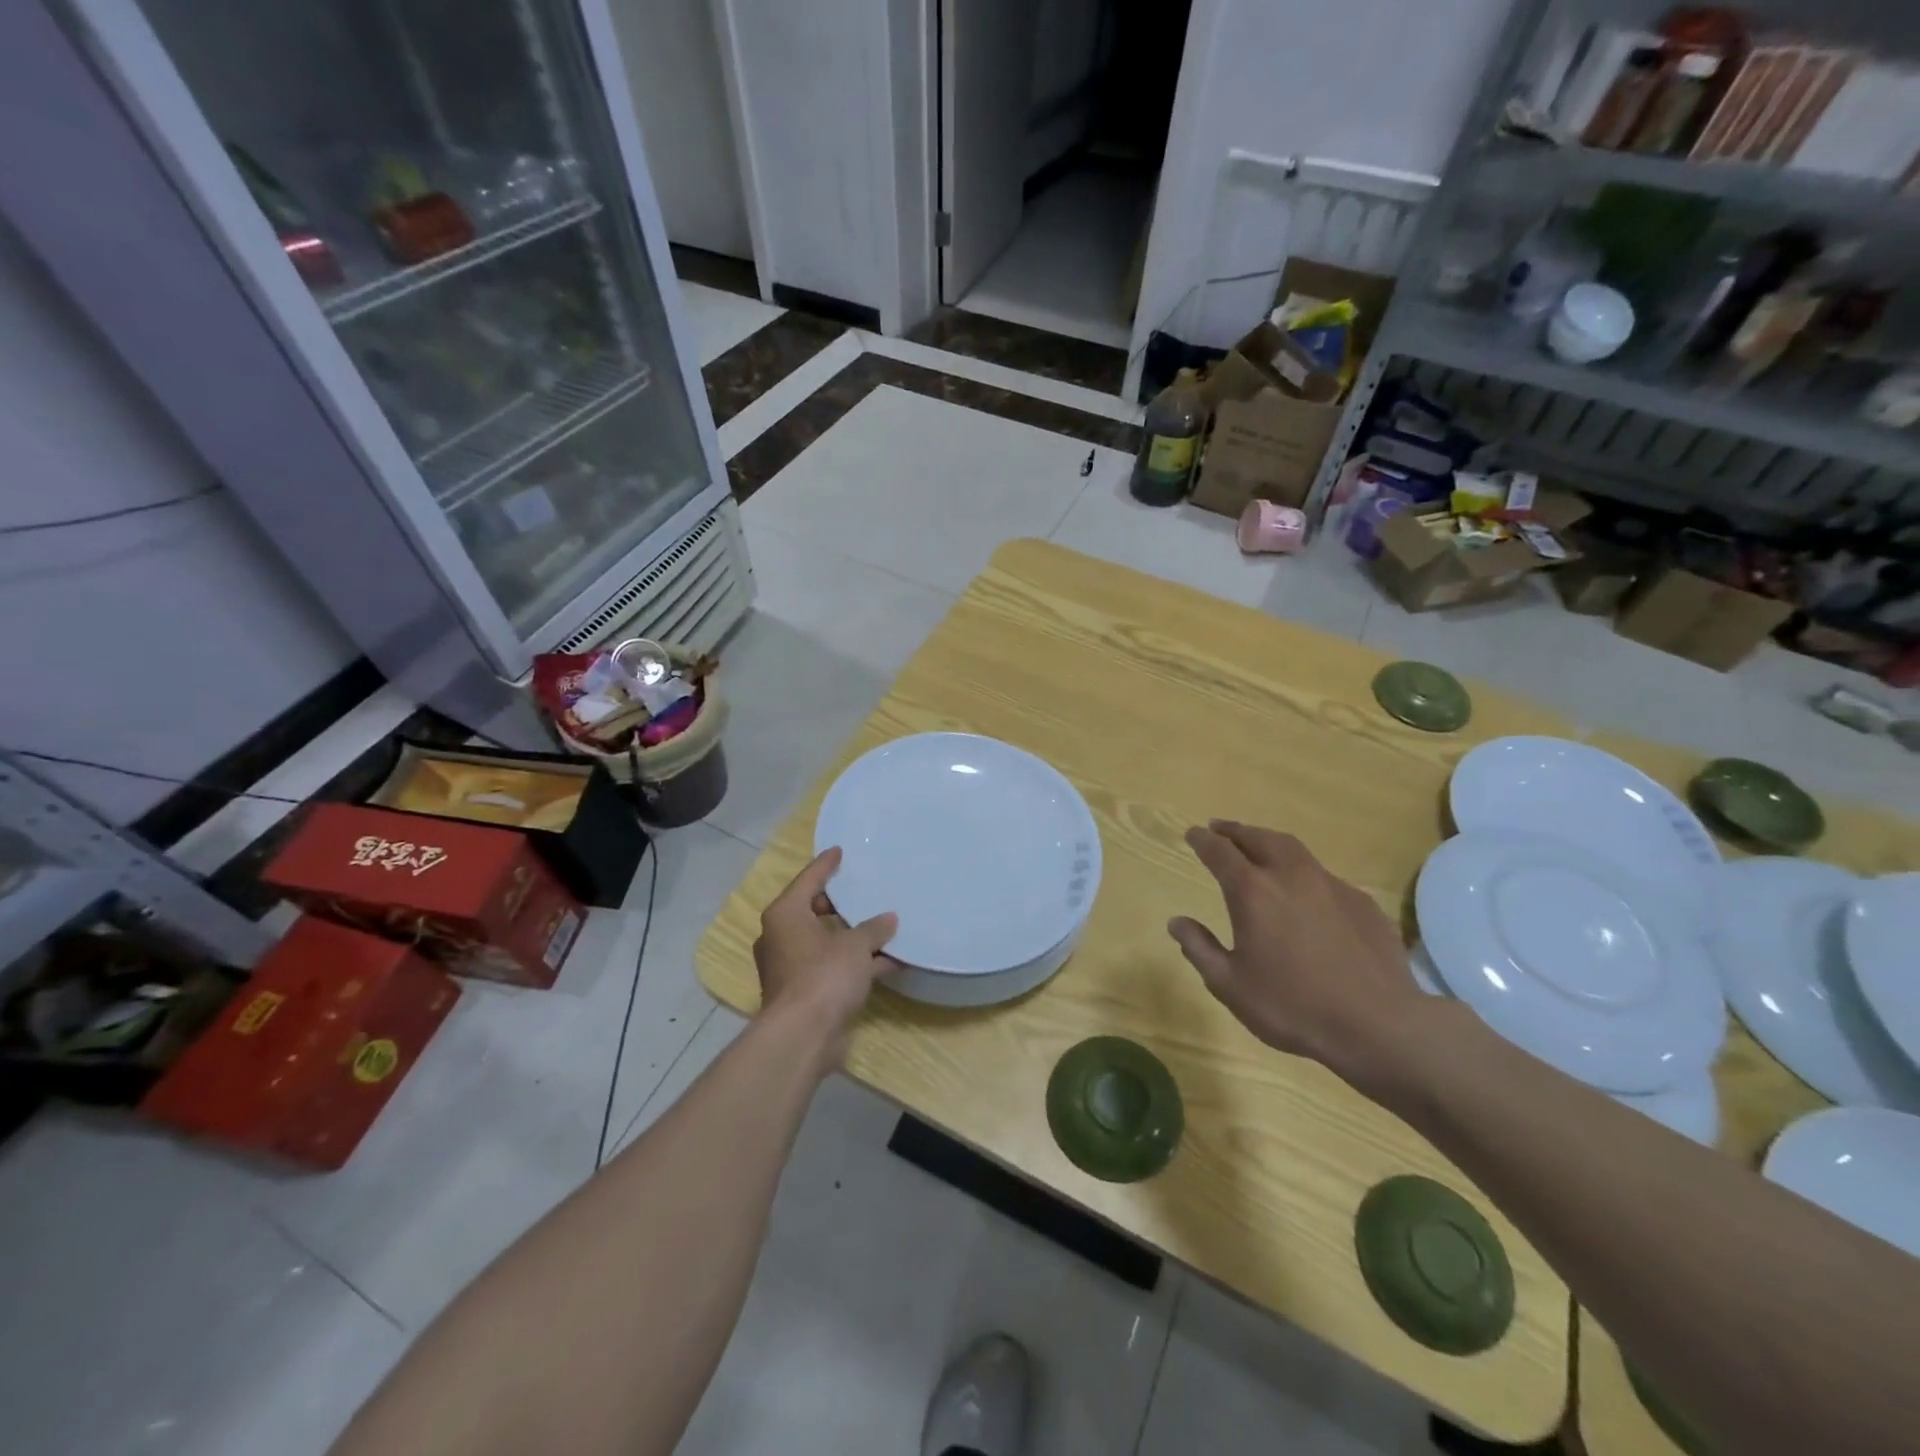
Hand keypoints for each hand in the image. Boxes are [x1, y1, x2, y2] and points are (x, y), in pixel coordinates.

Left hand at [753, 847, 898, 1068]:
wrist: (803, 1037)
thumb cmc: (823, 976)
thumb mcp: (855, 946)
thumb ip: (873, 929)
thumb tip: (888, 919)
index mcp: (785, 915)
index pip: (808, 880)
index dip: (826, 865)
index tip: (839, 851)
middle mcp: (782, 937)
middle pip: (813, 910)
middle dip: (839, 903)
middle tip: (862, 890)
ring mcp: (791, 967)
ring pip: (826, 942)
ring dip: (853, 938)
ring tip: (883, 926)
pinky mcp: (805, 992)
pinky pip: (833, 967)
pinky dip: (856, 963)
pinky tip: (889, 962)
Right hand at [1167, 821, 1426, 1082]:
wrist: (1379, 1025)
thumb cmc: (1293, 1007)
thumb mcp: (1230, 985)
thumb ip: (1200, 948)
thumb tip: (1176, 922)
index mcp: (1253, 892)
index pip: (1220, 852)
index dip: (1203, 840)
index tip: (1193, 833)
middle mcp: (1291, 876)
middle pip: (1259, 838)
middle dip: (1236, 831)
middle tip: (1221, 829)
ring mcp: (1331, 885)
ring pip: (1294, 850)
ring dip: (1270, 842)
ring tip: (1259, 847)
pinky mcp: (1362, 902)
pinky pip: (1323, 876)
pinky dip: (1303, 872)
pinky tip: (1304, 892)